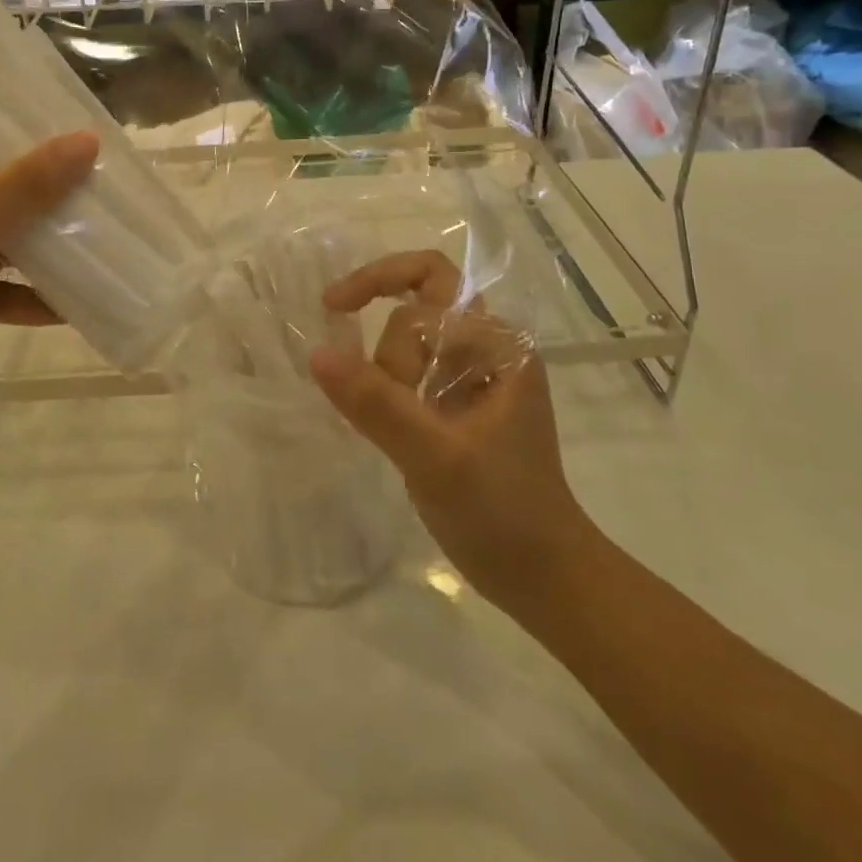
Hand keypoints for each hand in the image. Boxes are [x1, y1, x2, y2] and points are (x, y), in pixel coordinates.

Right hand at [308, 250, 584, 607]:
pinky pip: (413, 372)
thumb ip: (376, 404)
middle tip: (359, 376)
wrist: (544, 579)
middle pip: (422, 302)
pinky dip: (388, 386)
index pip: (431, 282)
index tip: (332, 308)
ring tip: (388, 424)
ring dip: (387, 368)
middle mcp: (490, 349)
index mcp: (498, 345)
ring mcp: (475, 378)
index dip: (378, 282)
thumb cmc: (502, 514)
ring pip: (414, 340)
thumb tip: (317, 354)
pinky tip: (380, 423)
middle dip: (386, 334)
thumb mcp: (435, 457)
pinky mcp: (459, 406)